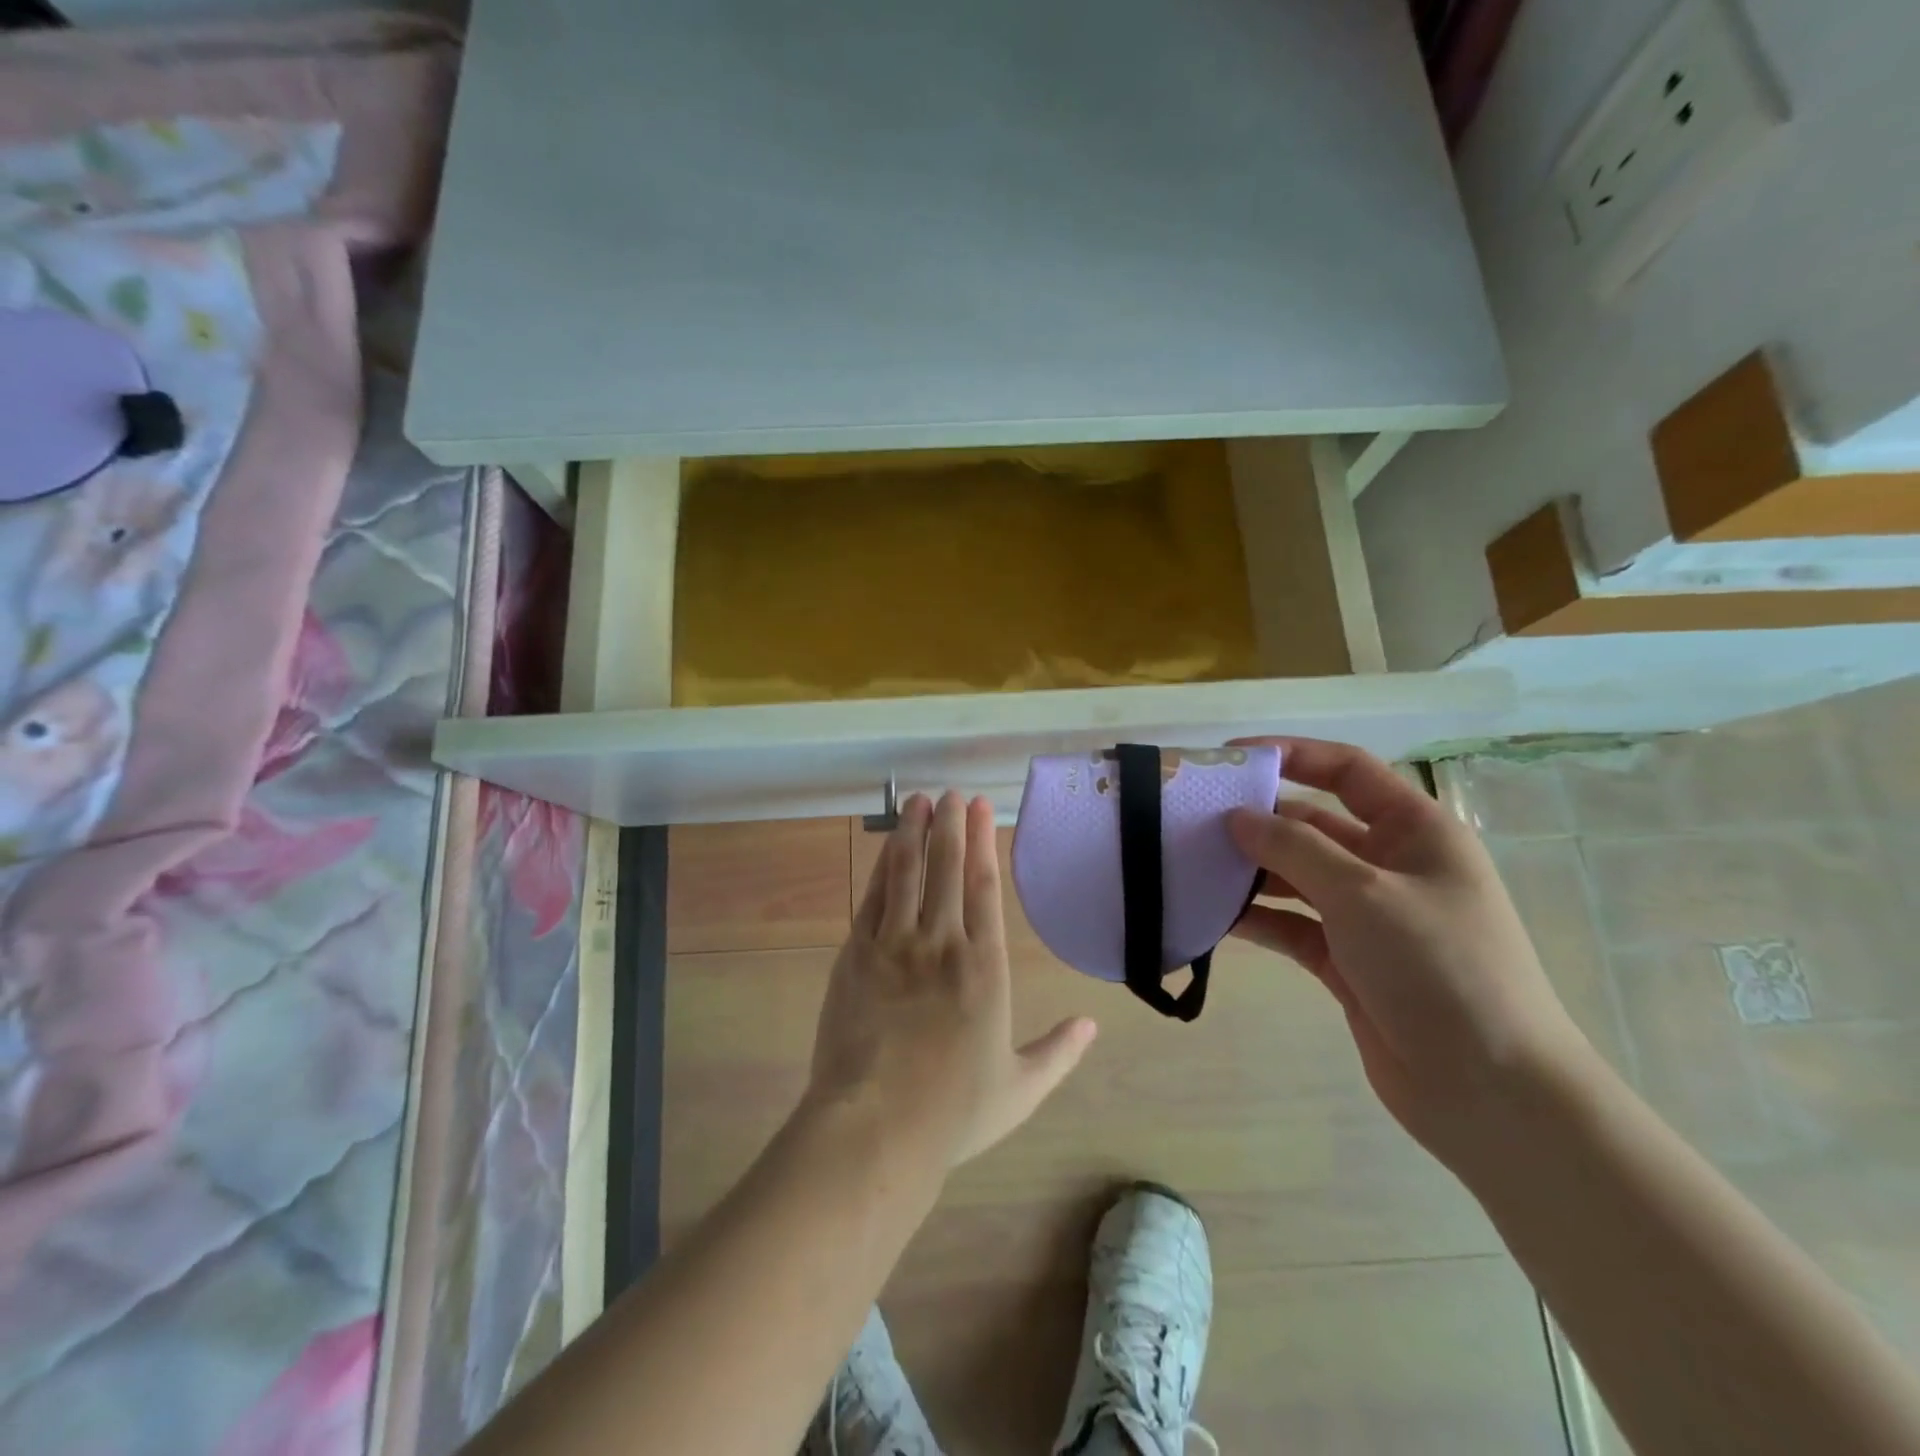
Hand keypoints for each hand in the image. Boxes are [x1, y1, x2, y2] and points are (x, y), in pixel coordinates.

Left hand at [805, 791, 1096, 1168]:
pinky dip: (882, 869)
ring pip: (906, 873)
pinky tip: (887, 848)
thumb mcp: (1020, 1088)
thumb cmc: (954, 1111)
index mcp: (985, 967)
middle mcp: (941, 943)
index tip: (979, 808)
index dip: (983, 842)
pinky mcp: (856, 955)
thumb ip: (1059, 1052)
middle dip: (949, 825)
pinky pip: (872, 899)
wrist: (875, 1128)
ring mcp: (894, 945)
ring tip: (916, 801)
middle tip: (950, 793)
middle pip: (947, 868)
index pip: (985, 887)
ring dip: (912, 833)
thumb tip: (1092, 1024)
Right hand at [1226, 738, 1591, 1163]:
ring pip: (1296, 876)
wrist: (1490, 1091)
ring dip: (1250, 871)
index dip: (1292, 755)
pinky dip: (1256, 918)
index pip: (1347, 772)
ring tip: (1191, 865)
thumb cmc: (1438, 967)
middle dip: (1258, 819)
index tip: (1230, 759)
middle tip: (1193, 819)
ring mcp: (1367, 916)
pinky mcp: (1346, 960)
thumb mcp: (1363, 893)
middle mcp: (1390, 866)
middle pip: (1313, 824)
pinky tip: (1212, 916)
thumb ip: (1293, 847)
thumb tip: (1237, 817)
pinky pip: (1291, 925)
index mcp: (1415, 831)